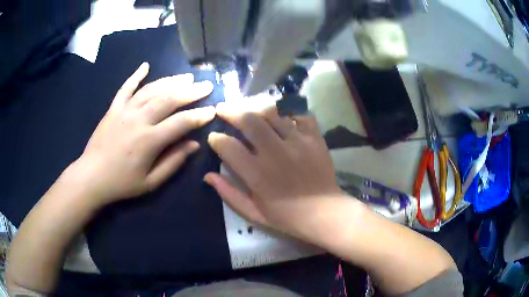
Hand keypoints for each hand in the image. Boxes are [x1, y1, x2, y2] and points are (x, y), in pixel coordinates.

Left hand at [74, 62, 214, 206]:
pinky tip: (145, 65)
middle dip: (191, 91)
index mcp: (149, 140)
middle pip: (169, 99)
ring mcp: (124, 111)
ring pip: (151, 89)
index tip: (213, 110)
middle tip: (206, 85)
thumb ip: (173, 162)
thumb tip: (194, 145)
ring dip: (171, 81)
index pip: (181, 122)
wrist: (91, 177)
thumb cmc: (122, 183)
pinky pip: (126, 88)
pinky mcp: (113, 108)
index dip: (199, 115)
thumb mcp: (151, 182)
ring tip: (186, 76)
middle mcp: (139, 119)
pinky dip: (136, 75)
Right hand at [205, 103, 343, 237]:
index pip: (228, 146)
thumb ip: (229, 193)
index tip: (214, 137)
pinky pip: (298, 113)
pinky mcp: (314, 137)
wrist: (323, 212)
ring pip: (271, 112)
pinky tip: (278, 113)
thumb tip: (208, 175)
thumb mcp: (253, 213)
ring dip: (254, 106)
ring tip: (246, 107)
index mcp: (257, 175)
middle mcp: (275, 153)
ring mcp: (297, 142)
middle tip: (222, 108)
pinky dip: (286, 110)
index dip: (216, 139)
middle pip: (249, 120)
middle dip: (230, 111)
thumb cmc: (286, 216)